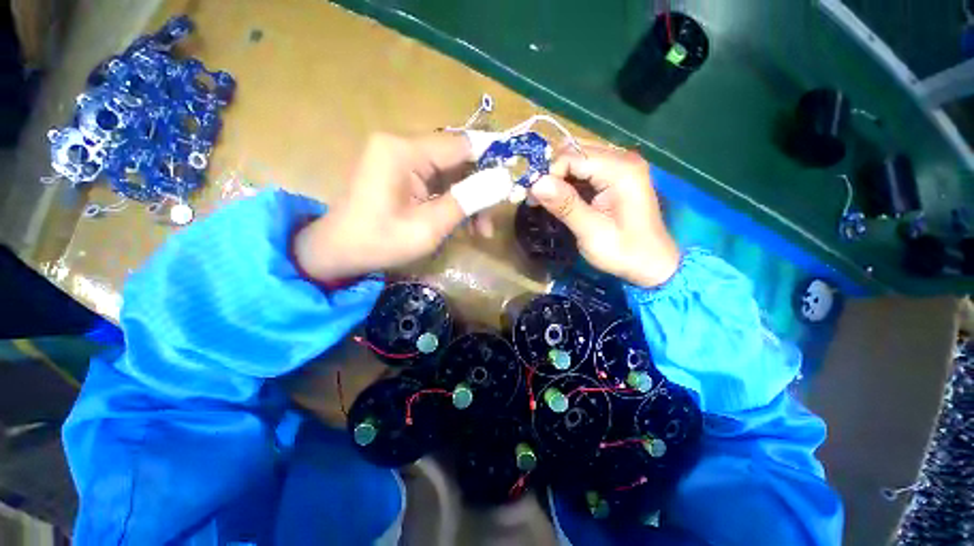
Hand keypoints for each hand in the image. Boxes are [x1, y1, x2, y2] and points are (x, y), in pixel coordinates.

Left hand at [294, 133, 510, 280]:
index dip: (492, 159)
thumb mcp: (429, 226)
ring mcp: (400, 157)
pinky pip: (437, 181)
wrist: (338, 252)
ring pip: (450, 172)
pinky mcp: (400, 172)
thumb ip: (467, 200)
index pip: (462, 144)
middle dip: (479, 190)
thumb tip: (504, 179)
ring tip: (480, 231)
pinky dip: (452, 201)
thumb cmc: (380, 242)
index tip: (513, 181)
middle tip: (491, 221)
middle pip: (457, 158)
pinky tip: (462, 224)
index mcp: (404, 150)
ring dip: (468, 199)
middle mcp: (402, 144)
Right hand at [528, 143, 678, 286]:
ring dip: (558, 176)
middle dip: (551, 173)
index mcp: (620, 170)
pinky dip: (568, 181)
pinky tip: (561, 198)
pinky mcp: (617, 176)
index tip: (533, 198)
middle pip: (574, 152)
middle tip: (536, 198)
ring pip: (578, 159)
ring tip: (545, 199)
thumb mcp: (591, 232)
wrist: (652, 264)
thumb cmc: (624, 251)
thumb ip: (565, 205)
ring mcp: (621, 166)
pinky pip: (586, 169)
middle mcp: (622, 159)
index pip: (572, 156)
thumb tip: (536, 183)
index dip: (548, 173)